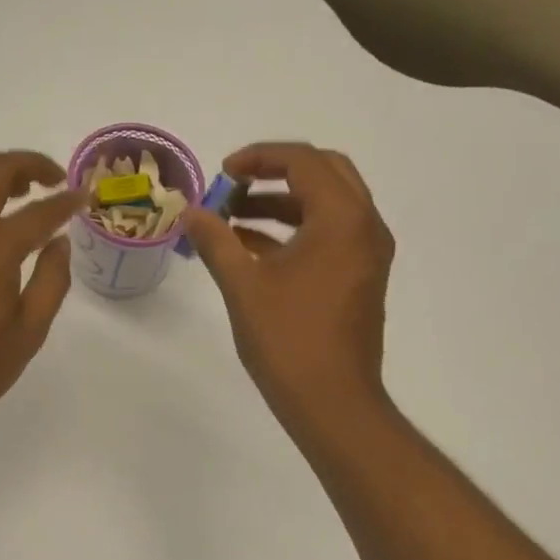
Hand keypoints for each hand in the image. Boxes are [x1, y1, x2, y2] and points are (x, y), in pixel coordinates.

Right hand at [183, 143, 395, 433]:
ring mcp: (368, 254)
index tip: (222, 173)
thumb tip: (190, 212)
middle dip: (276, 173)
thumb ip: (215, 241)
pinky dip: (295, 232)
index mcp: (342, 218)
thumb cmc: (288, 340)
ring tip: (233, 219)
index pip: (303, 160)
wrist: (332, 402)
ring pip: (327, 206)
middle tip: (234, 186)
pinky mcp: (362, 279)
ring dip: (283, 204)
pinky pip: (331, 236)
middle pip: (324, 173)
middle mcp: (365, 226)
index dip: (258, 157)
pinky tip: (253, 249)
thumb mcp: (243, 286)